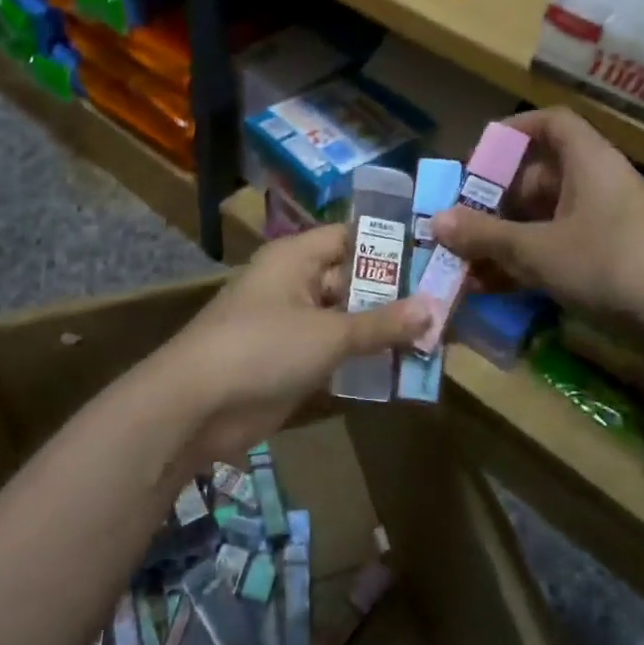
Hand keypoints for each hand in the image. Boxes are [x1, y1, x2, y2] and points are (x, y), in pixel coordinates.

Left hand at [149, 225, 429, 466]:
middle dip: (394, 295)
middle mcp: (293, 284)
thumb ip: (381, 323)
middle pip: (351, 280)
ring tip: (436, 338)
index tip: (435, 255)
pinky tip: (401, 369)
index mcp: (296, 258)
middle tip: (447, 305)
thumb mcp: (329, 333)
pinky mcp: (288, 363)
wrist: (196, 407)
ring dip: (381, 331)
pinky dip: (361, 360)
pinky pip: (334, 353)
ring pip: (345, 319)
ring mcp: (290, 325)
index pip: (350, 237)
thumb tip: (432, 308)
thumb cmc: (263, 348)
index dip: (390, 245)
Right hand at [430, 108, 643, 336]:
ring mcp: (605, 223)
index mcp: (588, 162)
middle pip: (539, 176)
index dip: (512, 132)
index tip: (477, 158)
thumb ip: (486, 235)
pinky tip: (494, 288)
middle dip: (495, 199)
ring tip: (466, 261)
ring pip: (544, 218)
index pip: (550, 124)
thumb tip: (437, 221)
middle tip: (460, 221)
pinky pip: (558, 248)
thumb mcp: (538, 250)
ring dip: (506, 237)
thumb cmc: (611, 265)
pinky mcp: (610, 258)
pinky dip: (528, 262)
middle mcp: (597, 184)